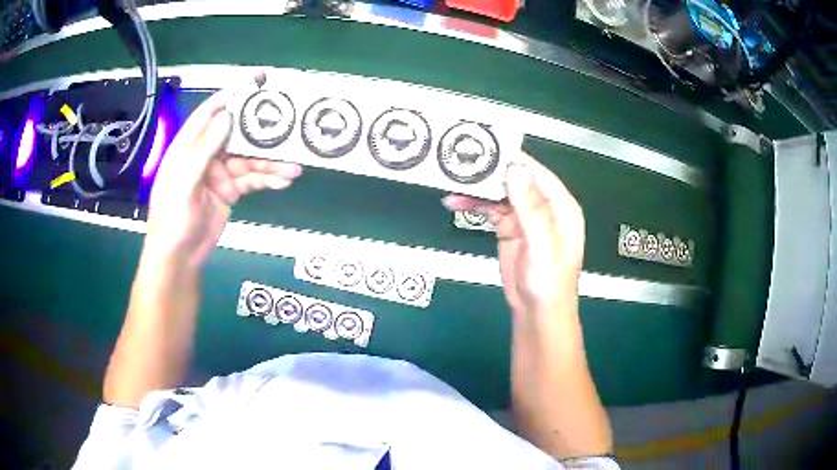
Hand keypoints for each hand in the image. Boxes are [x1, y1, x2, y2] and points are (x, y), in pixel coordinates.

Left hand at [145, 88, 301, 266]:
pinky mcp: (231, 190)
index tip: (258, 81)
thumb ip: (203, 150)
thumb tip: (228, 115)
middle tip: (290, 126)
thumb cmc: (172, 219)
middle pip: (238, 134)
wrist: (179, 258)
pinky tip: (284, 181)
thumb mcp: (183, 183)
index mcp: (189, 145)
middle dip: (262, 132)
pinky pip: (252, 179)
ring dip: (271, 162)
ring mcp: (220, 172)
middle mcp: (206, 153)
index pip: (212, 112)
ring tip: (294, 167)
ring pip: (250, 159)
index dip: (234, 94)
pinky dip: (268, 179)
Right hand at [443, 152, 584, 317]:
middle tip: (461, 162)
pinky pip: (491, 209)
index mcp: (560, 206)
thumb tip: (515, 169)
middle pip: (515, 179)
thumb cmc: (548, 282)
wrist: (536, 313)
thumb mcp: (542, 245)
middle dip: (490, 172)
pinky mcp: (509, 228)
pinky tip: (456, 202)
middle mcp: (543, 206)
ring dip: (478, 189)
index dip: (513, 159)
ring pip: (500, 193)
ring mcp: (524, 216)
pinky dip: (474, 204)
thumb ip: (530, 208)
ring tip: (452, 184)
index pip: (536, 173)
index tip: (487, 146)